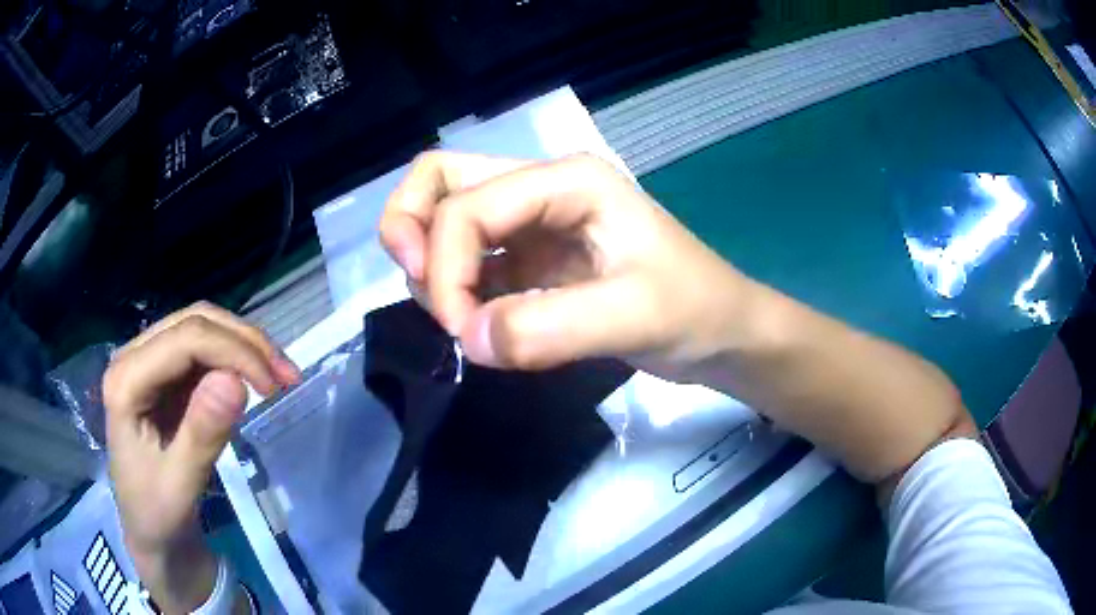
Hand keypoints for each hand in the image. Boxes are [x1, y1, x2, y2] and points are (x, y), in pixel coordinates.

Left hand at [103, 302, 299, 612]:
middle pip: (194, 321)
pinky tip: (256, 378)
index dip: (234, 351)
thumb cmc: (158, 515)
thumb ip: (202, 435)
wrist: (150, 530)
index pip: (185, 339)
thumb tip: (236, 382)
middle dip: (244, 342)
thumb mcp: (180, 485)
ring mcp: (148, 361)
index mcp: (126, 381)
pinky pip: (203, 348)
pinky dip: (235, 357)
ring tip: (280, 375)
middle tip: (288, 376)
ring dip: (244, 344)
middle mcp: (133, 357)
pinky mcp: (165, 373)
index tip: (276, 387)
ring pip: (201, 326)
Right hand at [380, 151, 751, 377]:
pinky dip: (455, 287)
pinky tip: (474, 321)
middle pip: (440, 179)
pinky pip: (471, 261)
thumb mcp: (634, 316)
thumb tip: (467, 339)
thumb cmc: (694, 310)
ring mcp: (533, 223)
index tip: (461, 332)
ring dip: (431, 262)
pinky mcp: (532, 259)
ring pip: (447, 218)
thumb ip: (548, 328)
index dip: (445, 268)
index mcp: (566, 180)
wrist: (721, 332)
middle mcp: (541, 188)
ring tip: (455, 314)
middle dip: (411, 229)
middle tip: (421, 288)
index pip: (467, 206)